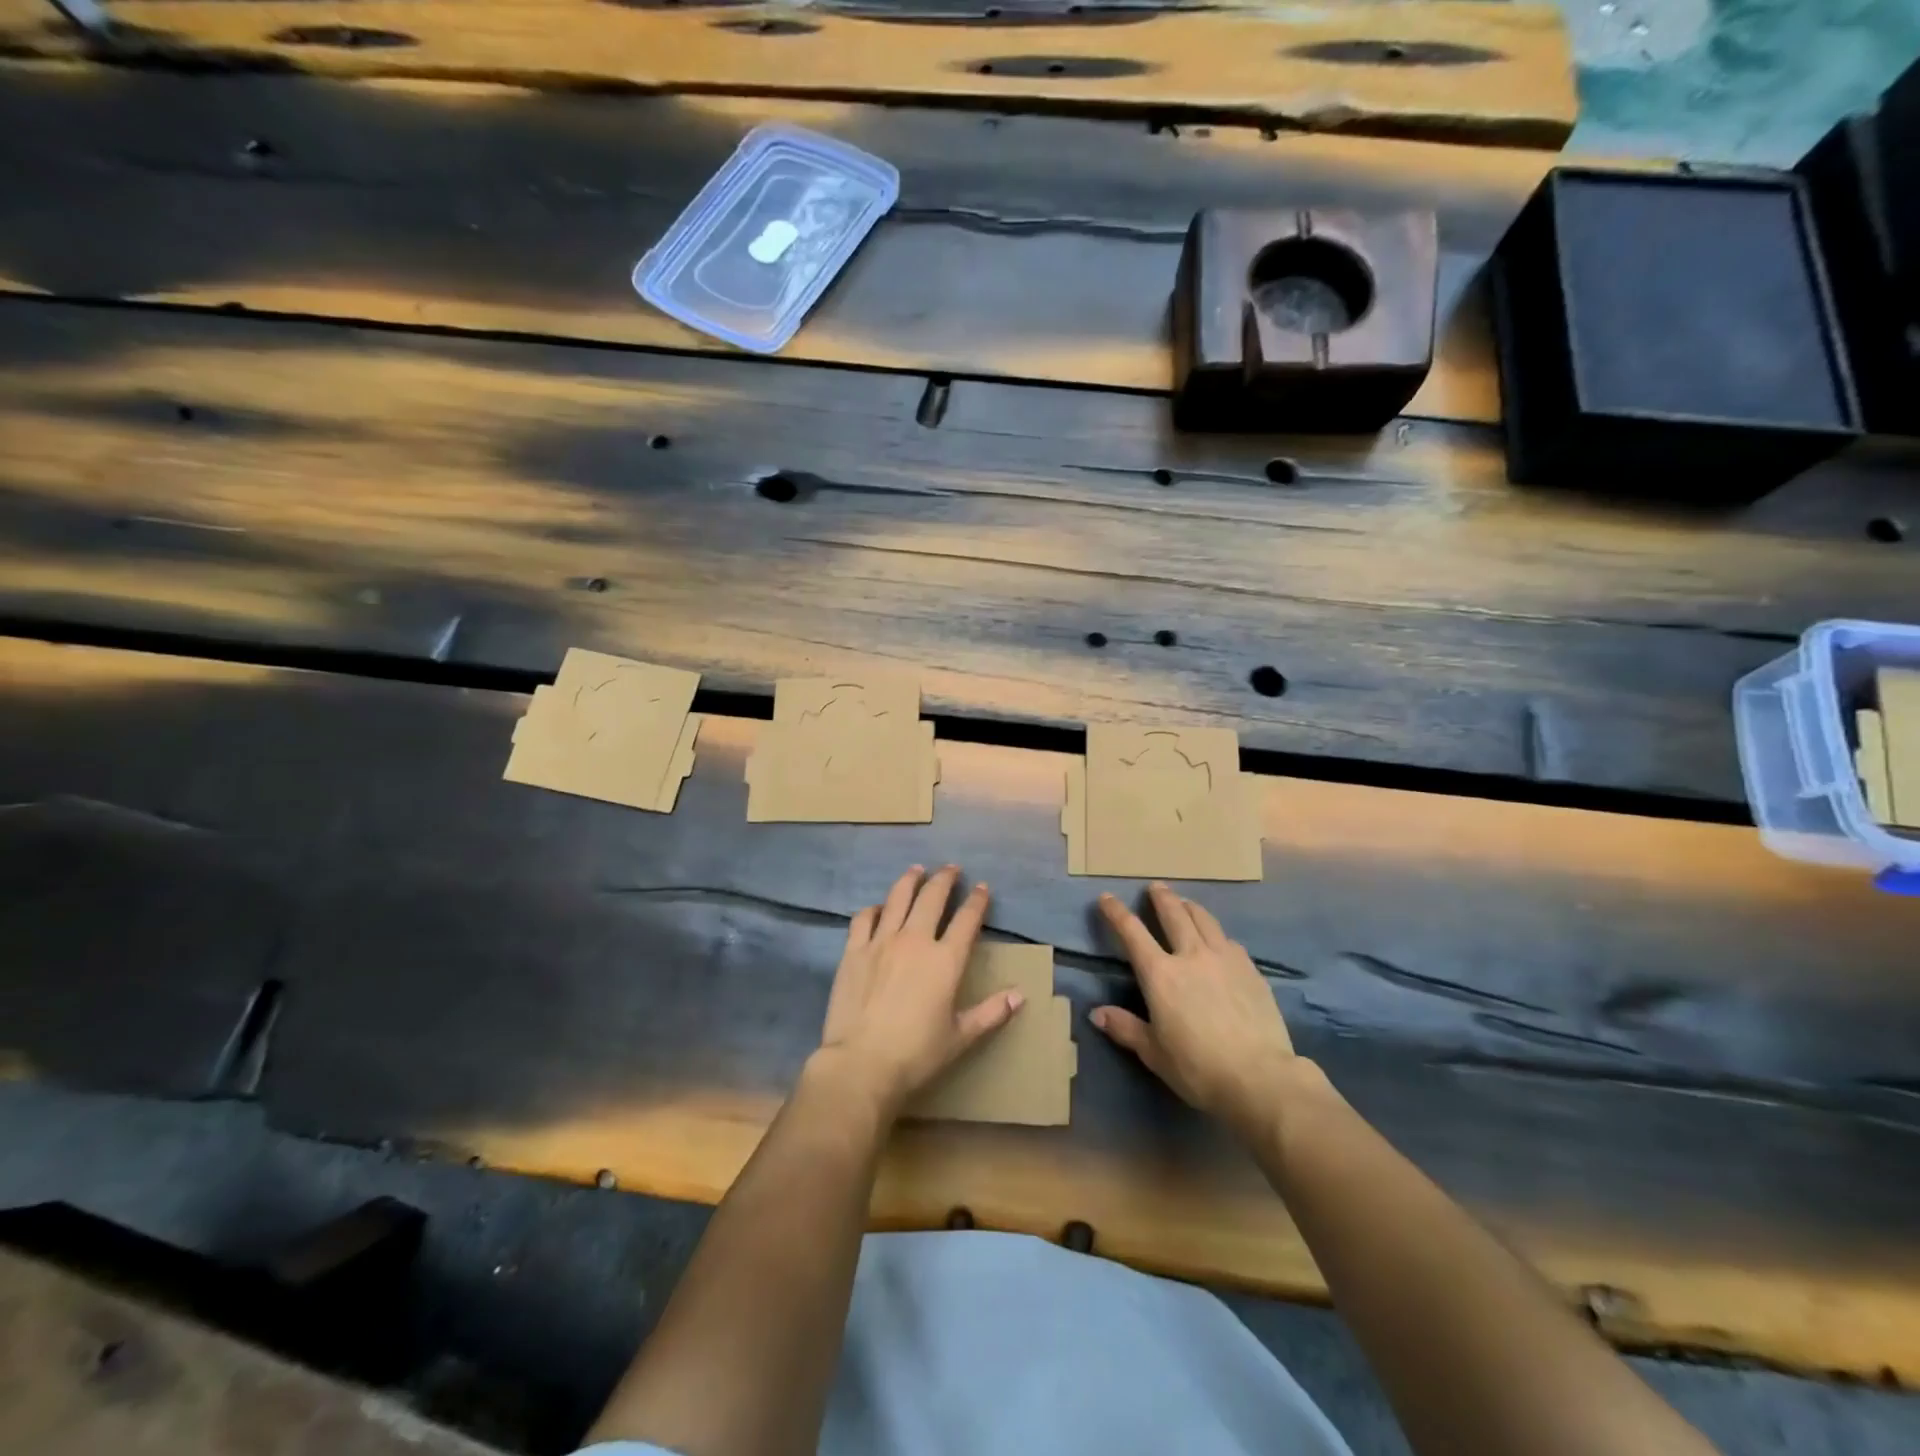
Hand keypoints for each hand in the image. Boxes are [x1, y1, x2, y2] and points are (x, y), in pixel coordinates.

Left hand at [816, 865, 1022, 1116]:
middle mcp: (915, 940)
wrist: (861, 1063)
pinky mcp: (853, 951)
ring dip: (910, 880)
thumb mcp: (960, 1037)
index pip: (966, 920)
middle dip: (945, 879)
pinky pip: (864, 918)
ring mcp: (881, 942)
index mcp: (945, 960)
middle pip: (932, 898)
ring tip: (917, 870)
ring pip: (898, 898)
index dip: (977, 901)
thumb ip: (991, 1013)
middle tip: (951, 868)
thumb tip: (1020, 995)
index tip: (982, 888)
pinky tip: (878, 907)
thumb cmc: (916, 1054)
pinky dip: (874, 908)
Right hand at [1092, 883, 1309, 1141]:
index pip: (1132, 933)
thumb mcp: (1154, 1053)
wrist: (1260, 1076)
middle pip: (1174, 914)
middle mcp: (1191, 955)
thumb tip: (1096, 1014)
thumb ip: (1125, 1028)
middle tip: (1155, 886)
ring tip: (1185, 903)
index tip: (1107, 898)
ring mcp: (1224, 959)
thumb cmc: (1198, 1067)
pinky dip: (1217, 934)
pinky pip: (1229, 941)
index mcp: (1160, 974)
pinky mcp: (1251, 970)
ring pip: (1205, 920)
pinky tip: (1219, 940)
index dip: (1116, 913)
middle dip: (1161, 898)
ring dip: (1190, 907)